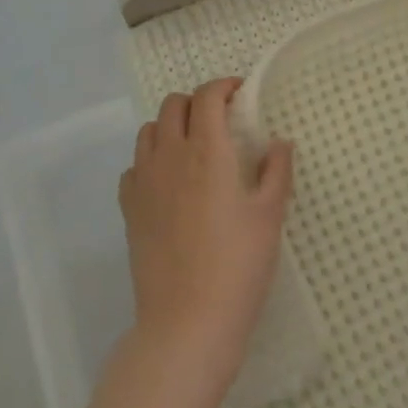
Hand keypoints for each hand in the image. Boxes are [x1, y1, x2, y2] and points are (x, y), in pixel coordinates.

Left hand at [120, 79, 292, 388]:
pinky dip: (151, 160)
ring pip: (149, 131)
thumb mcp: (269, 215)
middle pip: (173, 105)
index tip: (240, 93)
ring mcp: (143, 183)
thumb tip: (279, 142)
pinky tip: (169, 181)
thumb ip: (276, 171)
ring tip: (194, 146)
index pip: (207, 96)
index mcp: (207, 150)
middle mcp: (169, 156)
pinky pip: (134, 166)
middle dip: (197, 102)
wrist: (188, 321)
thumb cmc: (239, 264)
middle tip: (221, 120)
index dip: (223, 86)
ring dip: (171, 126)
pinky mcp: (129, 209)